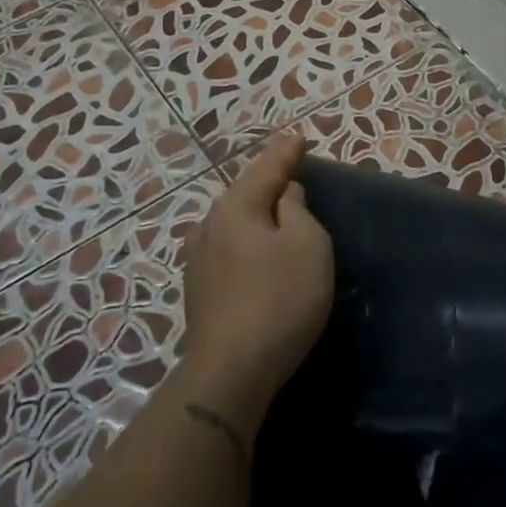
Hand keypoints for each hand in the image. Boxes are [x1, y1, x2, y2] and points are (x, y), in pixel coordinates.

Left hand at [180, 133, 333, 420]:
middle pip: (244, 194)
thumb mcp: (307, 244)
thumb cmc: (280, 298)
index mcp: (236, 208)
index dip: (286, 153)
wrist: (232, 369)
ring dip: (255, 214)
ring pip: (233, 224)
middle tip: (289, 171)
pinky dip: (246, 241)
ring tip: (274, 210)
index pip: (266, 168)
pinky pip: (228, 249)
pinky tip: (253, 250)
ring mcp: (198, 260)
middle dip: (267, 182)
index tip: (298, 137)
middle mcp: (209, 226)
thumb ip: (297, 210)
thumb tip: (284, 194)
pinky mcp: (198, 290)